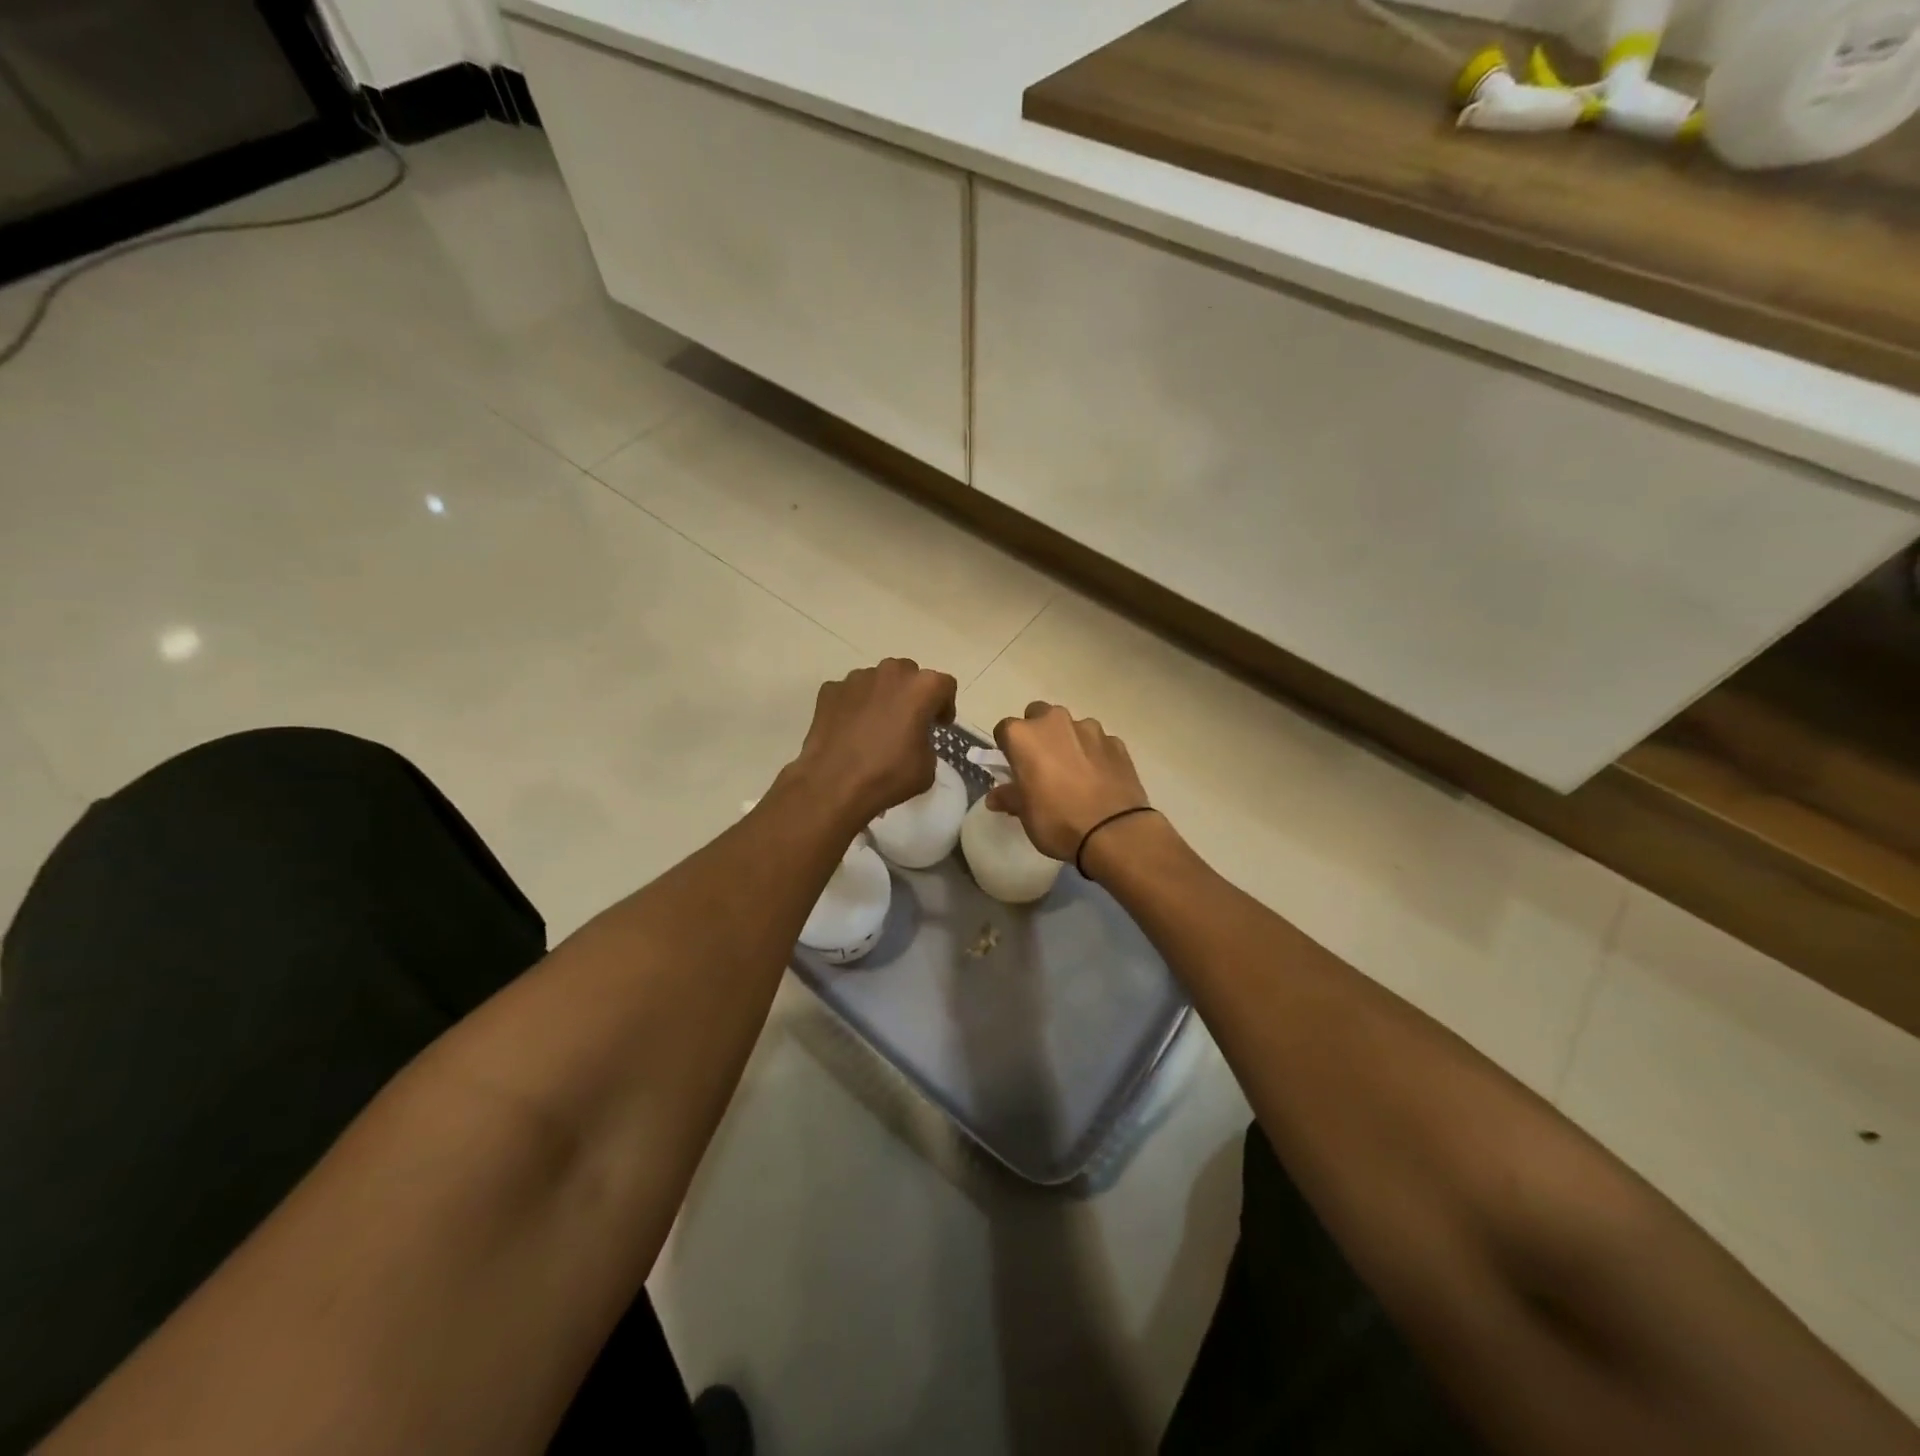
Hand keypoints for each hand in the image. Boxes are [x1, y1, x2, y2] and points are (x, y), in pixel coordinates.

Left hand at [790, 659, 957, 826]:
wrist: (833, 784)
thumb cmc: (888, 775)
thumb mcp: (926, 767)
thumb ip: (926, 741)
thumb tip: (913, 740)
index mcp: (922, 688)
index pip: (945, 685)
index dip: (945, 705)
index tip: (939, 725)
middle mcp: (890, 673)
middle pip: (909, 674)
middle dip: (912, 694)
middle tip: (909, 721)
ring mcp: (856, 679)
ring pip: (877, 680)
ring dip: (883, 696)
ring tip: (876, 725)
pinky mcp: (830, 690)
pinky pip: (850, 693)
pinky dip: (854, 705)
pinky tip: (851, 729)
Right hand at [989, 703, 1151, 862]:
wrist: (1114, 832)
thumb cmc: (1058, 821)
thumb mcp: (1025, 814)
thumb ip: (1009, 797)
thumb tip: (996, 796)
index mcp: (1024, 736)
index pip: (1004, 730)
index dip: (1008, 749)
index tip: (1014, 768)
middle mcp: (1055, 722)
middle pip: (1038, 716)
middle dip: (1038, 734)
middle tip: (1042, 765)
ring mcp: (1090, 729)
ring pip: (1071, 727)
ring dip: (1069, 742)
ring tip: (1075, 774)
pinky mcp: (1117, 742)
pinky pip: (1098, 742)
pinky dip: (1094, 754)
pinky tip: (1098, 779)